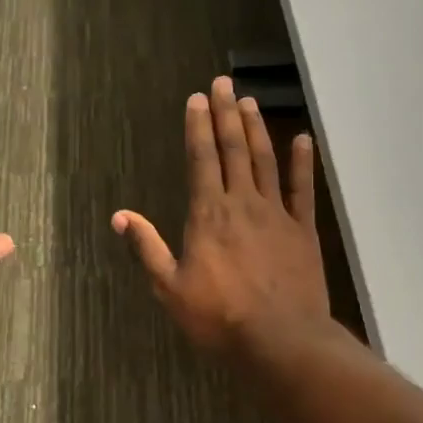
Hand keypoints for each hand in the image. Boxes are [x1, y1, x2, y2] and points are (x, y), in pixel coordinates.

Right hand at [112, 76, 332, 357]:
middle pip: (233, 149)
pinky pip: (302, 190)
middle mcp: (242, 203)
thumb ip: (147, 247)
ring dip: (256, 129)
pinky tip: (302, 140)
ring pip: (265, 161)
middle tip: (223, 83)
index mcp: (208, 214)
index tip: (196, 99)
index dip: (197, 126)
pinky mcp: (303, 230)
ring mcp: (276, 214)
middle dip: (226, 114)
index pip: (201, 159)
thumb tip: (120, 216)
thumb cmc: (218, 317)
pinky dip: (302, 163)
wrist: (280, 340)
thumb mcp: (170, 287)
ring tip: (249, 101)